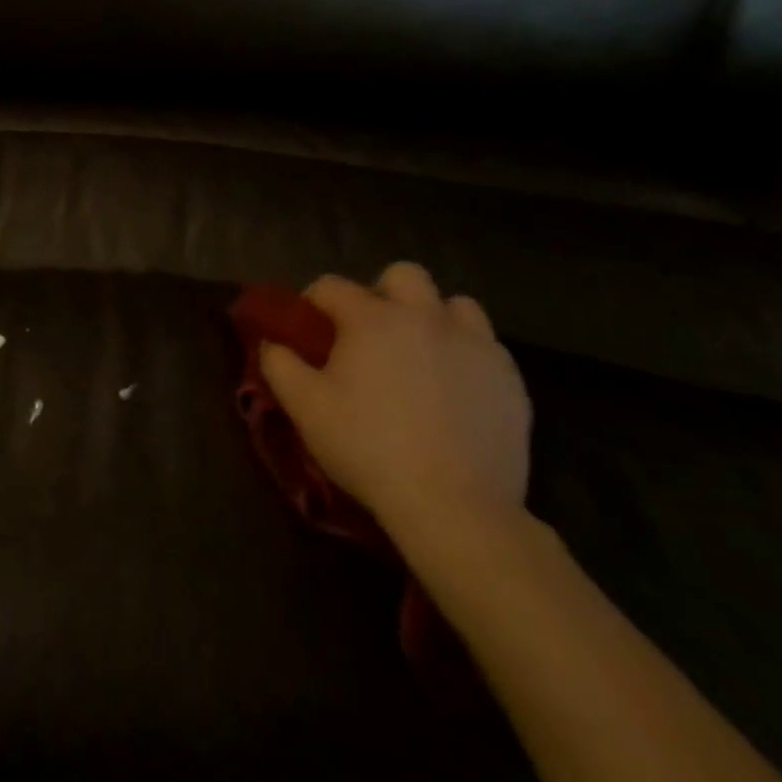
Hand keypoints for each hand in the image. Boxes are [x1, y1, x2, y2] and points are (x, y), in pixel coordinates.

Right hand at [260, 262, 530, 537]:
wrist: (455, 506)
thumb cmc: (368, 448)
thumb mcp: (305, 408)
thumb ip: (279, 365)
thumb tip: (272, 342)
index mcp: (371, 319)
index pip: (332, 286)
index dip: (313, 301)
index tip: (308, 328)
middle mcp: (424, 317)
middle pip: (404, 276)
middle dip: (383, 293)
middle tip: (371, 333)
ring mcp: (474, 346)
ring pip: (456, 305)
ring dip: (434, 318)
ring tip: (420, 354)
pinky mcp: (510, 380)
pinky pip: (487, 347)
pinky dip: (466, 356)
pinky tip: (454, 390)